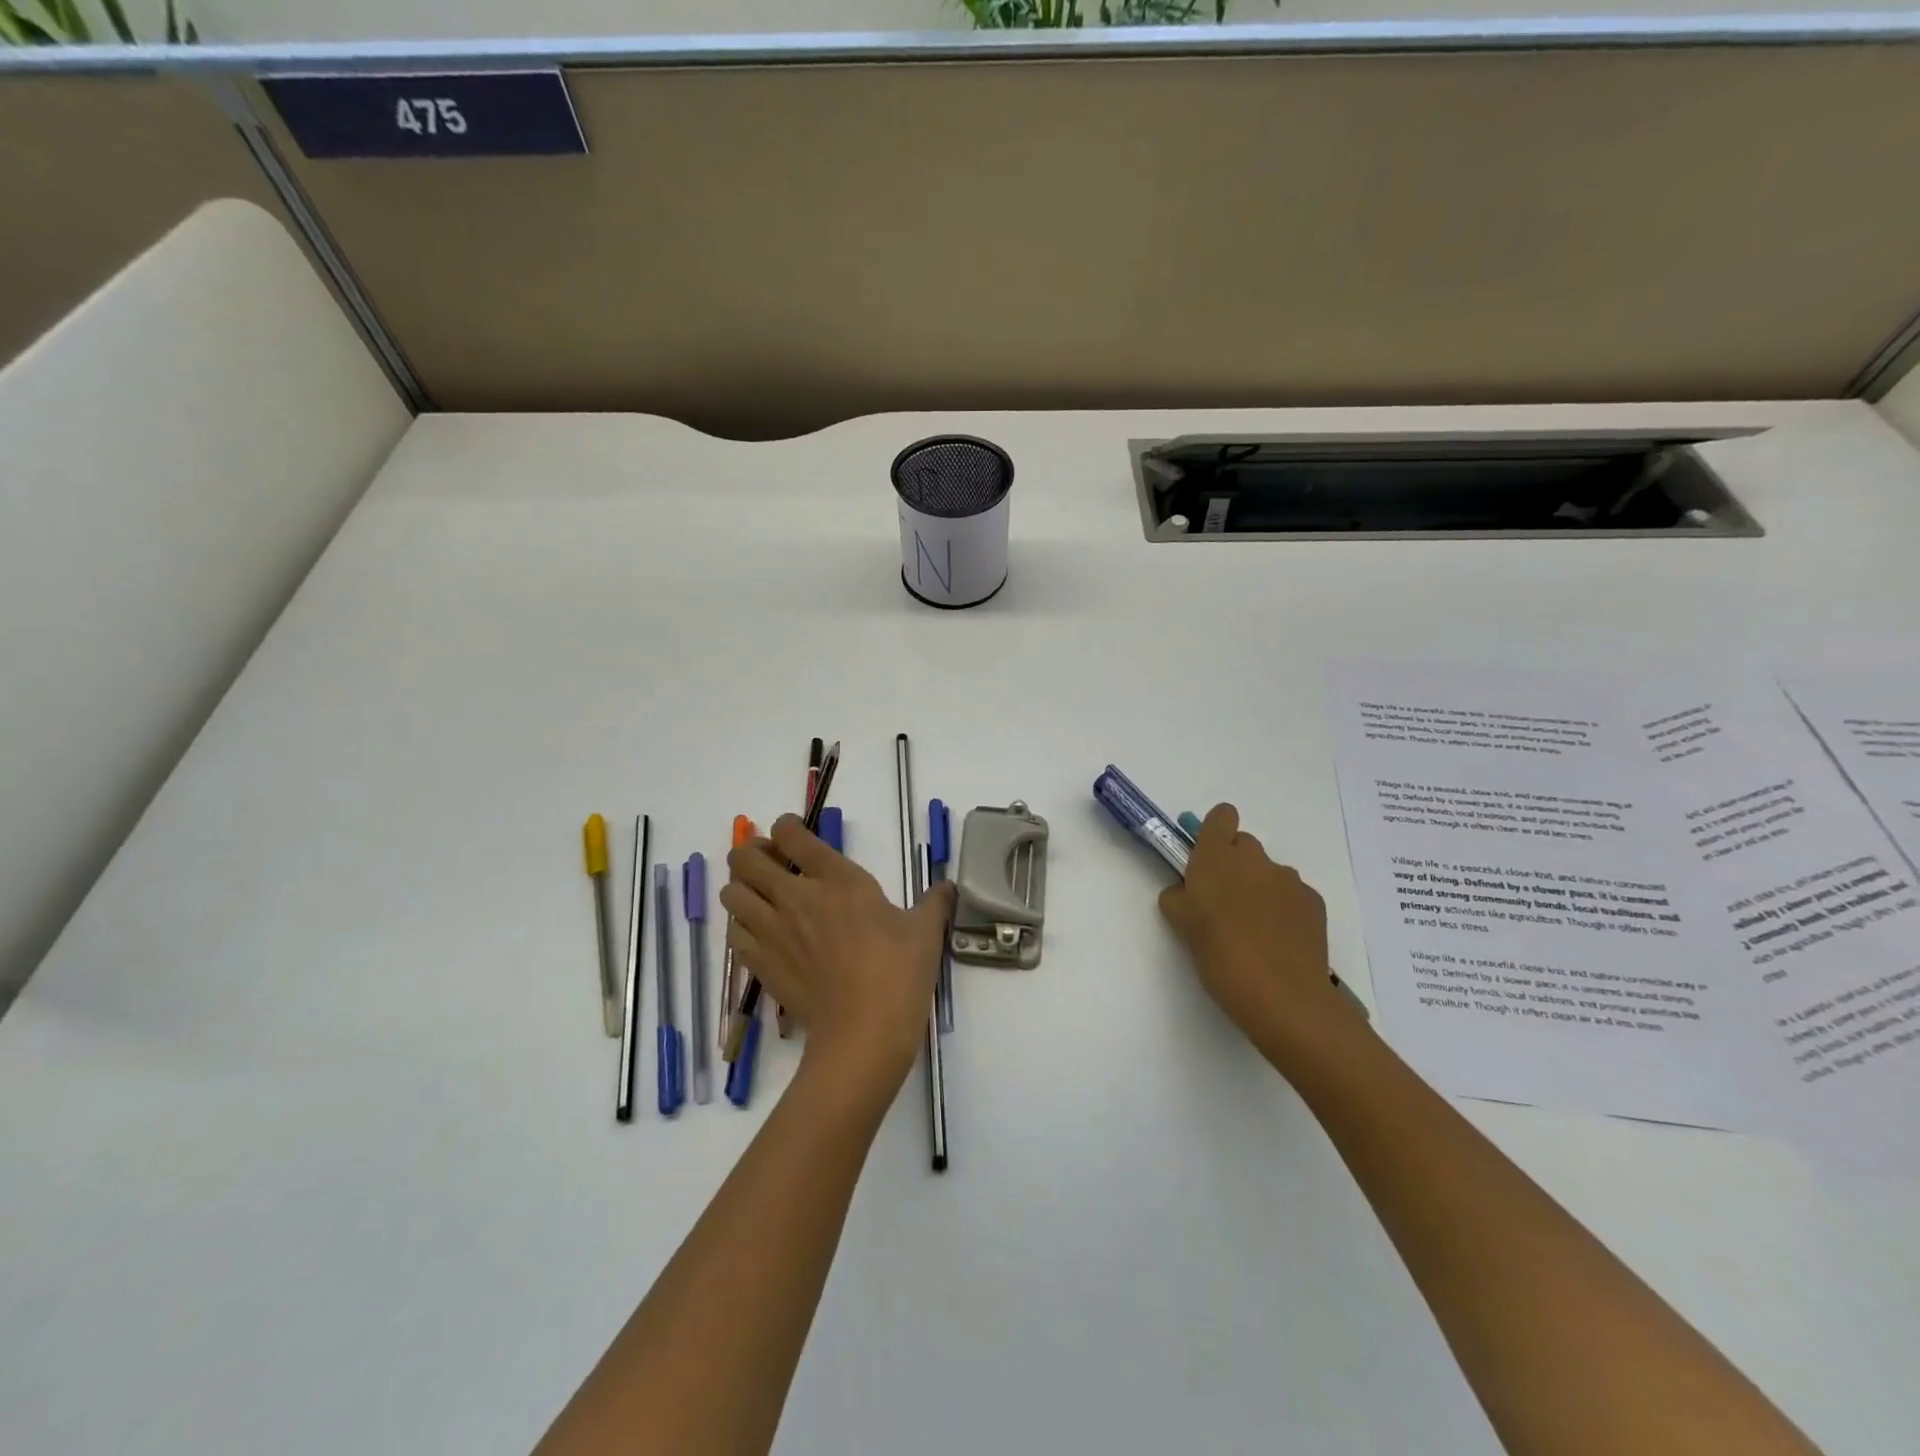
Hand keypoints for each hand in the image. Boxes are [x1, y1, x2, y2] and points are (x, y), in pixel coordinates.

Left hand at [722, 814, 954, 1104]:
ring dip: (742, 889)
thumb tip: (947, 887)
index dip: (786, 826)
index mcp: (836, 878)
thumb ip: (934, 902)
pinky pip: (734, 934)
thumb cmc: (898, 973)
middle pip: (745, 858)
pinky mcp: (760, 964)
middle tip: (770, 862)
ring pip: (731, 894)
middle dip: (752, 853)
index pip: (791, 834)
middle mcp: (795, 896)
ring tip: (761, 897)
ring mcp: (772, 931)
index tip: (793, 833)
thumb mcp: (924, 931)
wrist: (864, 1032)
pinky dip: (742, 928)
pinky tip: (761, 935)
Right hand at [1157, 803, 1362, 1071]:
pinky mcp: (1313, 902)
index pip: (1221, 816)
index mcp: (1216, 858)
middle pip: (1244, 845)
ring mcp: (1288, 879)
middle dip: (1234, 865)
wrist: (1282, 996)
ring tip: (1253, 930)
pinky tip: (1278, 942)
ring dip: (1259, 889)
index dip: (1214, 831)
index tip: (1206, 858)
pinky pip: (1291, 895)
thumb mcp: (1181, 926)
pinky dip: (1283, 910)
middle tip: (1224, 902)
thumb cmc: (1219, 956)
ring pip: (1268, 872)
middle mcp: (1254, 859)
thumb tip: (1185, 892)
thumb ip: (1178, 898)